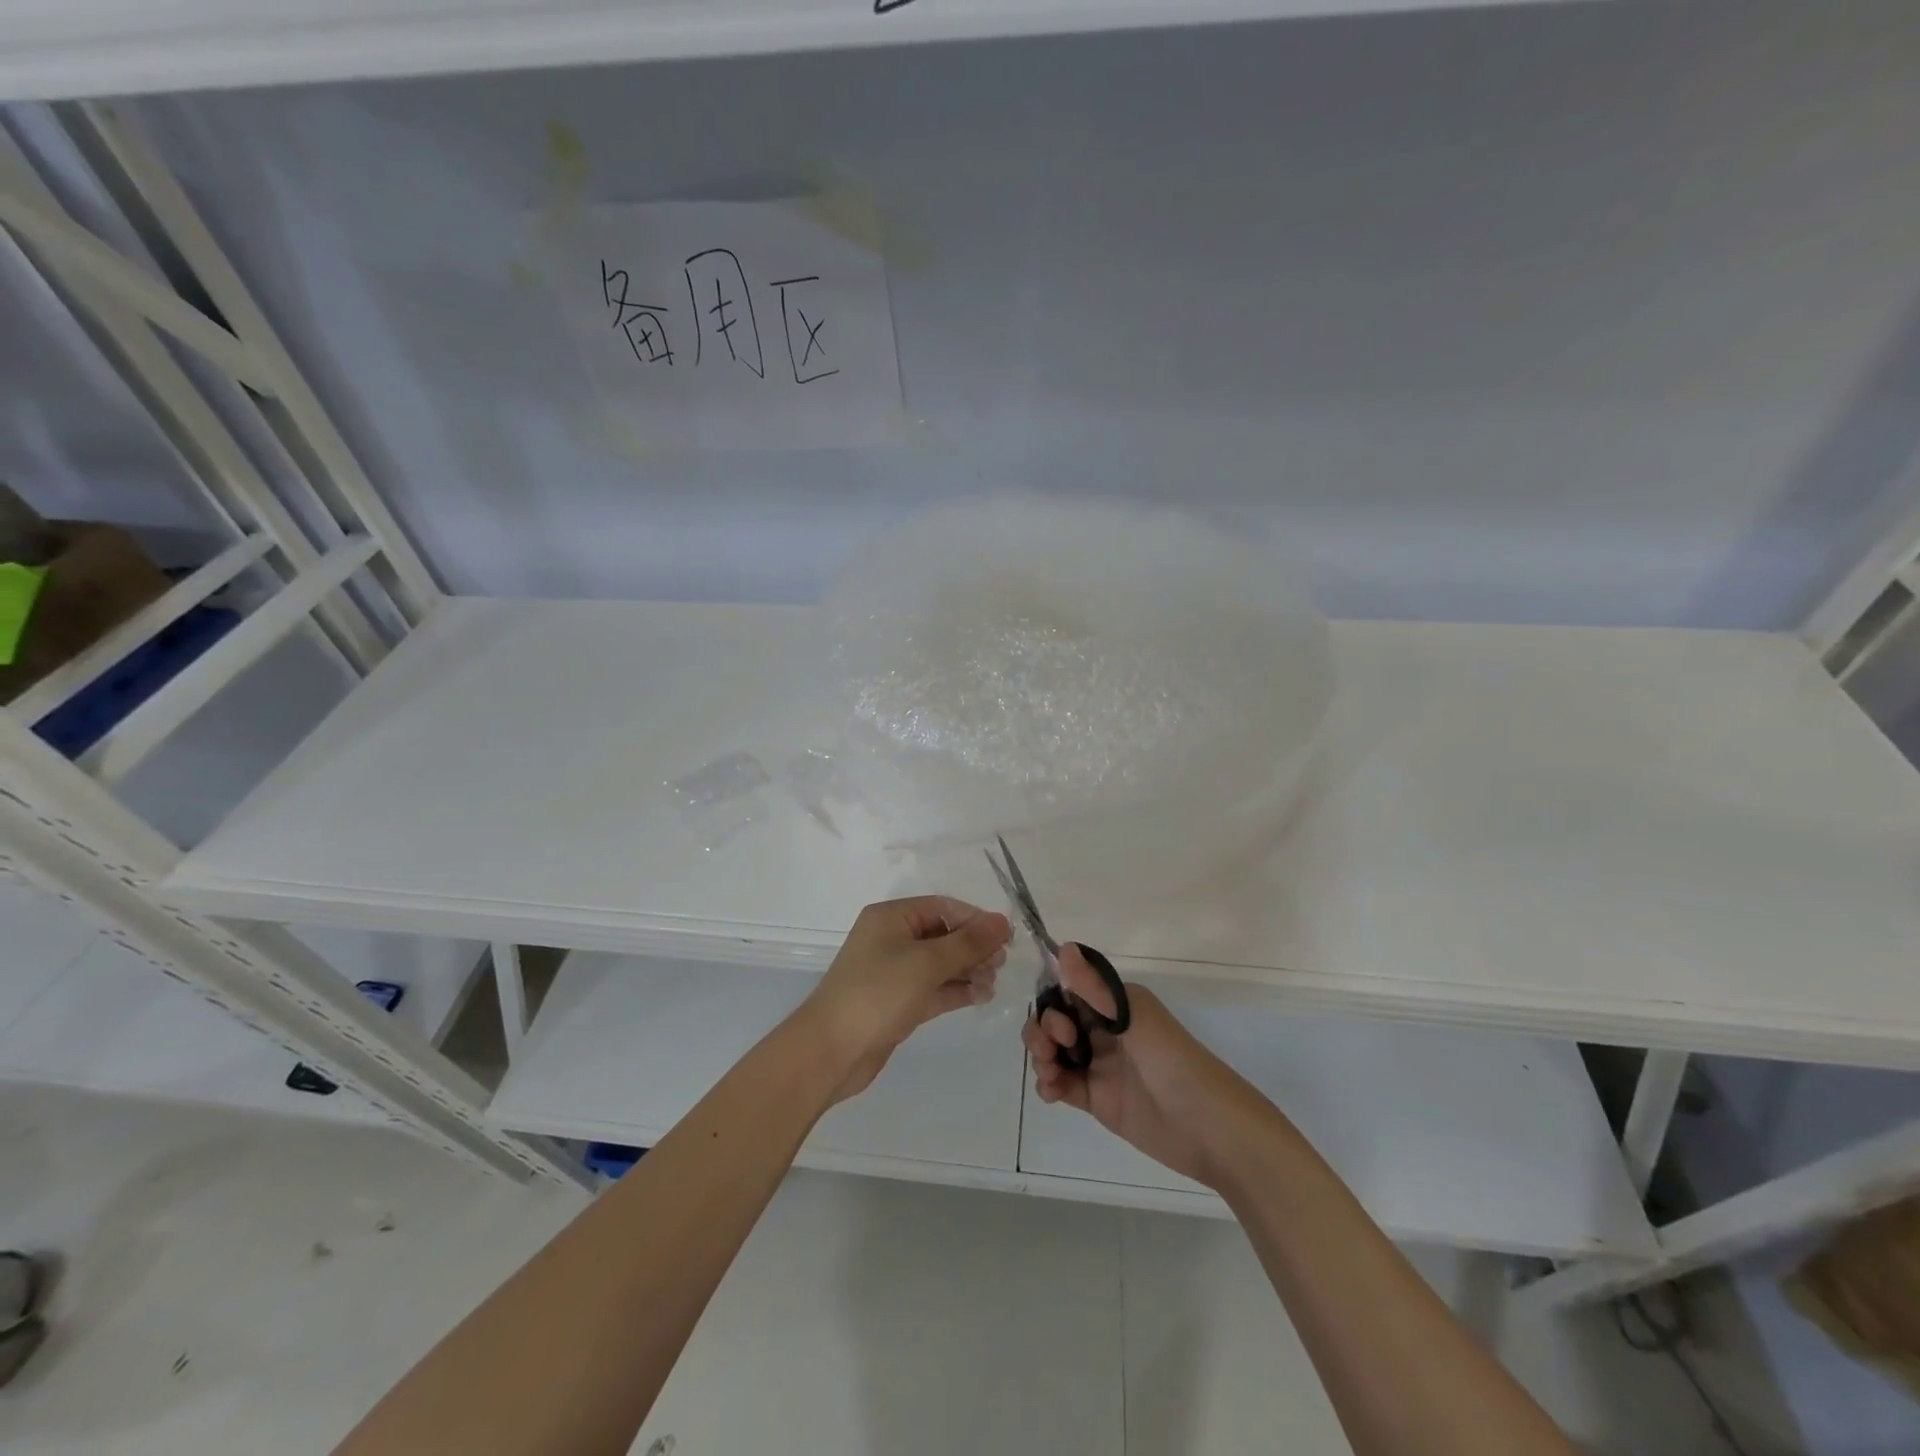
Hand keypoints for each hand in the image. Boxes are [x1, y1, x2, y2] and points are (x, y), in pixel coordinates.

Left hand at [800, 897, 1011, 1103]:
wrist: (831, 1051)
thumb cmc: (878, 993)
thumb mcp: (926, 963)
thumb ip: (967, 943)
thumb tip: (1003, 922)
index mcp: (892, 917)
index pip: (942, 907)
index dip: (975, 919)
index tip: (1006, 937)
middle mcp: (892, 939)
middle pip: (943, 934)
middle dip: (973, 947)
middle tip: (1001, 964)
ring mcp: (894, 972)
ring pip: (940, 963)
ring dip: (968, 970)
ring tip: (993, 983)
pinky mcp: (898, 1002)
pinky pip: (933, 988)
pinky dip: (956, 990)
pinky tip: (981, 997)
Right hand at [1024, 947, 1238, 1188]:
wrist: (1208, 1130)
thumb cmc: (1174, 1063)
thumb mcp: (1135, 1020)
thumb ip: (1096, 989)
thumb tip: (1064, 947)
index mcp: (1116, 1005)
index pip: (1070, 992)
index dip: (1054, 1002)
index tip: (1061, 1022)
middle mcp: (1104, 1030)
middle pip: (1057, 1021)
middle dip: (1044, 1030)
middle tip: (1053, 1050)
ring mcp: (1100, 1065)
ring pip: (1055, 1051)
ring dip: (1041, 1056)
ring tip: (1050, 1074)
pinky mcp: (1097, 1099)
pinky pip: (1062, 1084)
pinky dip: (1048, 1084)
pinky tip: (1051, 1092)